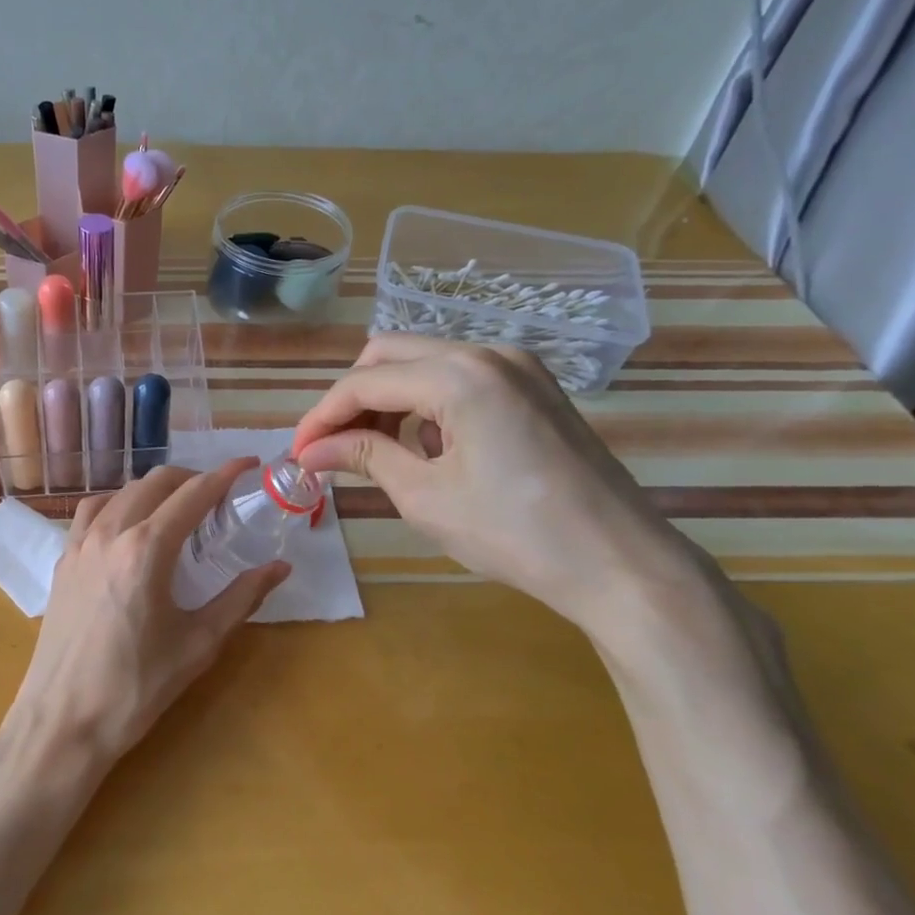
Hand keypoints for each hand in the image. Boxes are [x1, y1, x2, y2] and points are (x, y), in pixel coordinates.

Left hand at [10, 461, 290, 760]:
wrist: (63, 720)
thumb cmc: (136, 687)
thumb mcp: (198, 644)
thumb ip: (241, 598)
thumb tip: (280, 568)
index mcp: (147, 548)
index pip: (193, 494)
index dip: (225, 474)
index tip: (249, 463)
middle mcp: (110, 533)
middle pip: (155, 483)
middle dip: (191, 478)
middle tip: (218, 494)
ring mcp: (79, 545)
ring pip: (120, 492)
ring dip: (154, 489)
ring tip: (177, 506)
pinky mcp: (62, 562)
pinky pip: (91, 512)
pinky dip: (117, 503)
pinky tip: (128, 525)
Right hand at [291, 335, 689, 632]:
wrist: (617, 562)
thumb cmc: (513, 533)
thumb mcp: (423, 496)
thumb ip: (363, 456)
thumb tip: (309, 451)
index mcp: (459, 375)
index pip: (364, 382)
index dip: (321, 417)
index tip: (296, 454)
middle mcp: (487, 352)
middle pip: (390, 354)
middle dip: (352, 399)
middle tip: (331, 448)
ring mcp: (518, 365)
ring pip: (424, 361)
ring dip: (388, 399)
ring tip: (374, 452)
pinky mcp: (533, 386)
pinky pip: (459, 376)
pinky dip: (427, 403)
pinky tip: (429, 448)